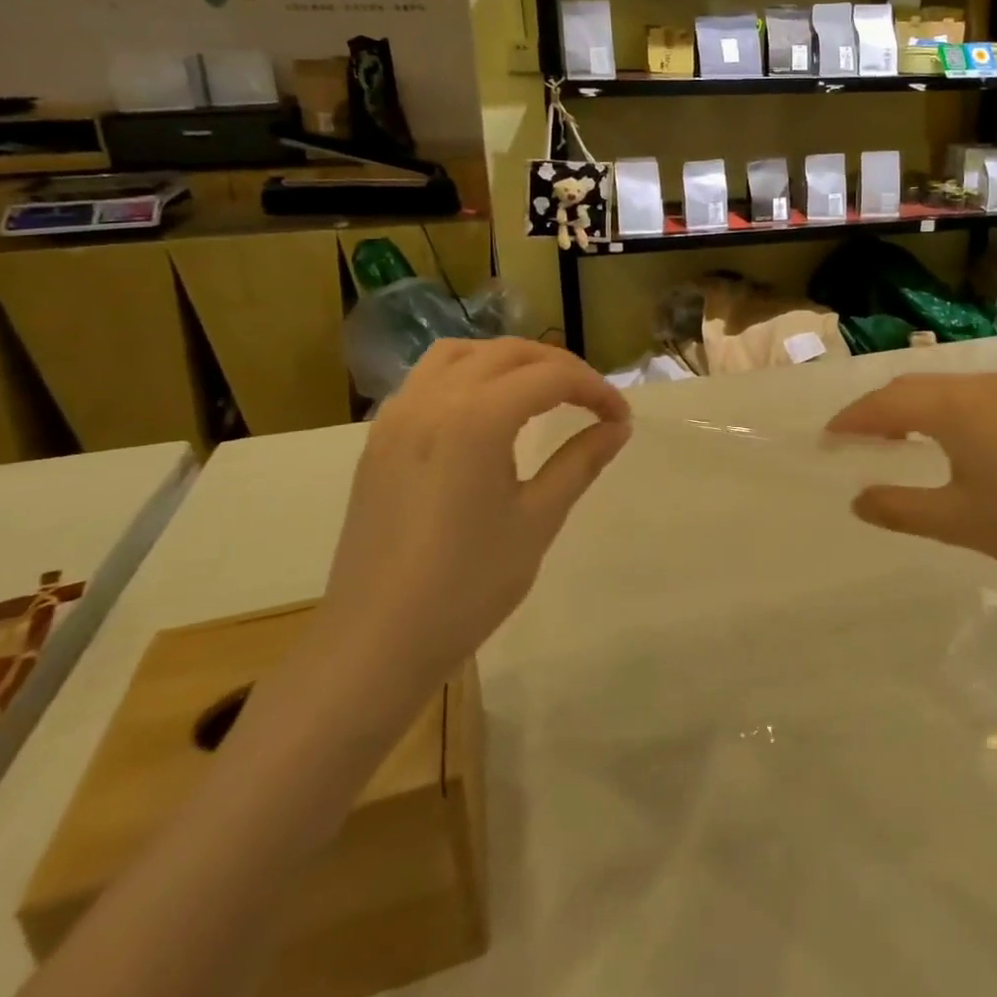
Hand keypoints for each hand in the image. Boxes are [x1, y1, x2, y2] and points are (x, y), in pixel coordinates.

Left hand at [318, 339, 630, 699]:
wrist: (376, 643)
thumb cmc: (467, 585)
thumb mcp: (538, 519)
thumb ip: (580, 461)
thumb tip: (618, 427)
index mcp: (477, 417)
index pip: (551, 377)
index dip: (595, 390)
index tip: (620, 418)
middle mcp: (433, 399)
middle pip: (509, 353)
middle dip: (559, 368)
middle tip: (592, 402)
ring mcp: (398, 416)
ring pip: (461, 353)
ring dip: (509, 361)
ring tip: (540, 392)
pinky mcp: (379, 439)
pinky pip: (427, 378)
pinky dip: (467, 374)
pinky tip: (485, 411)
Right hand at [826, 373, 996, 588]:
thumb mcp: (957, 521)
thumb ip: (900, 508)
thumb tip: (858, 500)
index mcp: (954, 408)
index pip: (886, 404)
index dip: (852, 419)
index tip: (826, 439)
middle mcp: (978, 387)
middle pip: (912, 387)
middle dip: (877, 410)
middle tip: (853, 441)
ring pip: (942, 389)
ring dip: (910, 408)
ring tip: (893, 441)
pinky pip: (969, 396)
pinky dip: (940, 411)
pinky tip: (945, 441)